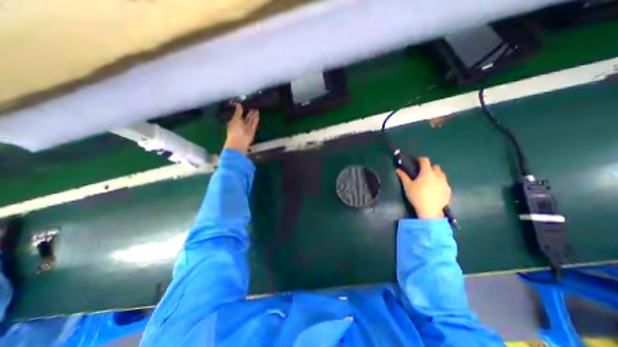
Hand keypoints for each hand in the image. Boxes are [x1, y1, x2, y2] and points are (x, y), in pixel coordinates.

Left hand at [225, 103, 258, 152]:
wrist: (239, 141)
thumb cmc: (234, 130)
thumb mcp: (235, 119)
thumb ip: (238, 112)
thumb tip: (238, 104)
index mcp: (235, 122)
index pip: (239, 116)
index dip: (242, 111)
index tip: (246, 106)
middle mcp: (241, 126)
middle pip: (246, 118)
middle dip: (249, 113)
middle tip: (253, 107)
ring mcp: (247, 129)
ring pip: (251, 121)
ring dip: (253, 116)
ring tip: (257, 110)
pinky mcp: (252, 131)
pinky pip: (254, 125)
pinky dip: (255, 121)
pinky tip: (257, 116)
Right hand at [398, 158, 452, 219]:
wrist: (429, 210)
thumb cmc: (416, 196)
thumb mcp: (407, 186)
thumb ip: (403, 176)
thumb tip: (398, 169)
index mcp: (427, 172)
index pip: (425, 160)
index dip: (420, 159)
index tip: (416, 162)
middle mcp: (438, 175)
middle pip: (435, 166)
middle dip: (429, 167)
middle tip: (422, 173)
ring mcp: (444, 183)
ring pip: (441, 174)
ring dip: (435, 174)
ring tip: (429, 181)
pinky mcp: (448, 190)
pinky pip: (444, 183)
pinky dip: (439, 183)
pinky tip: (434, 189)